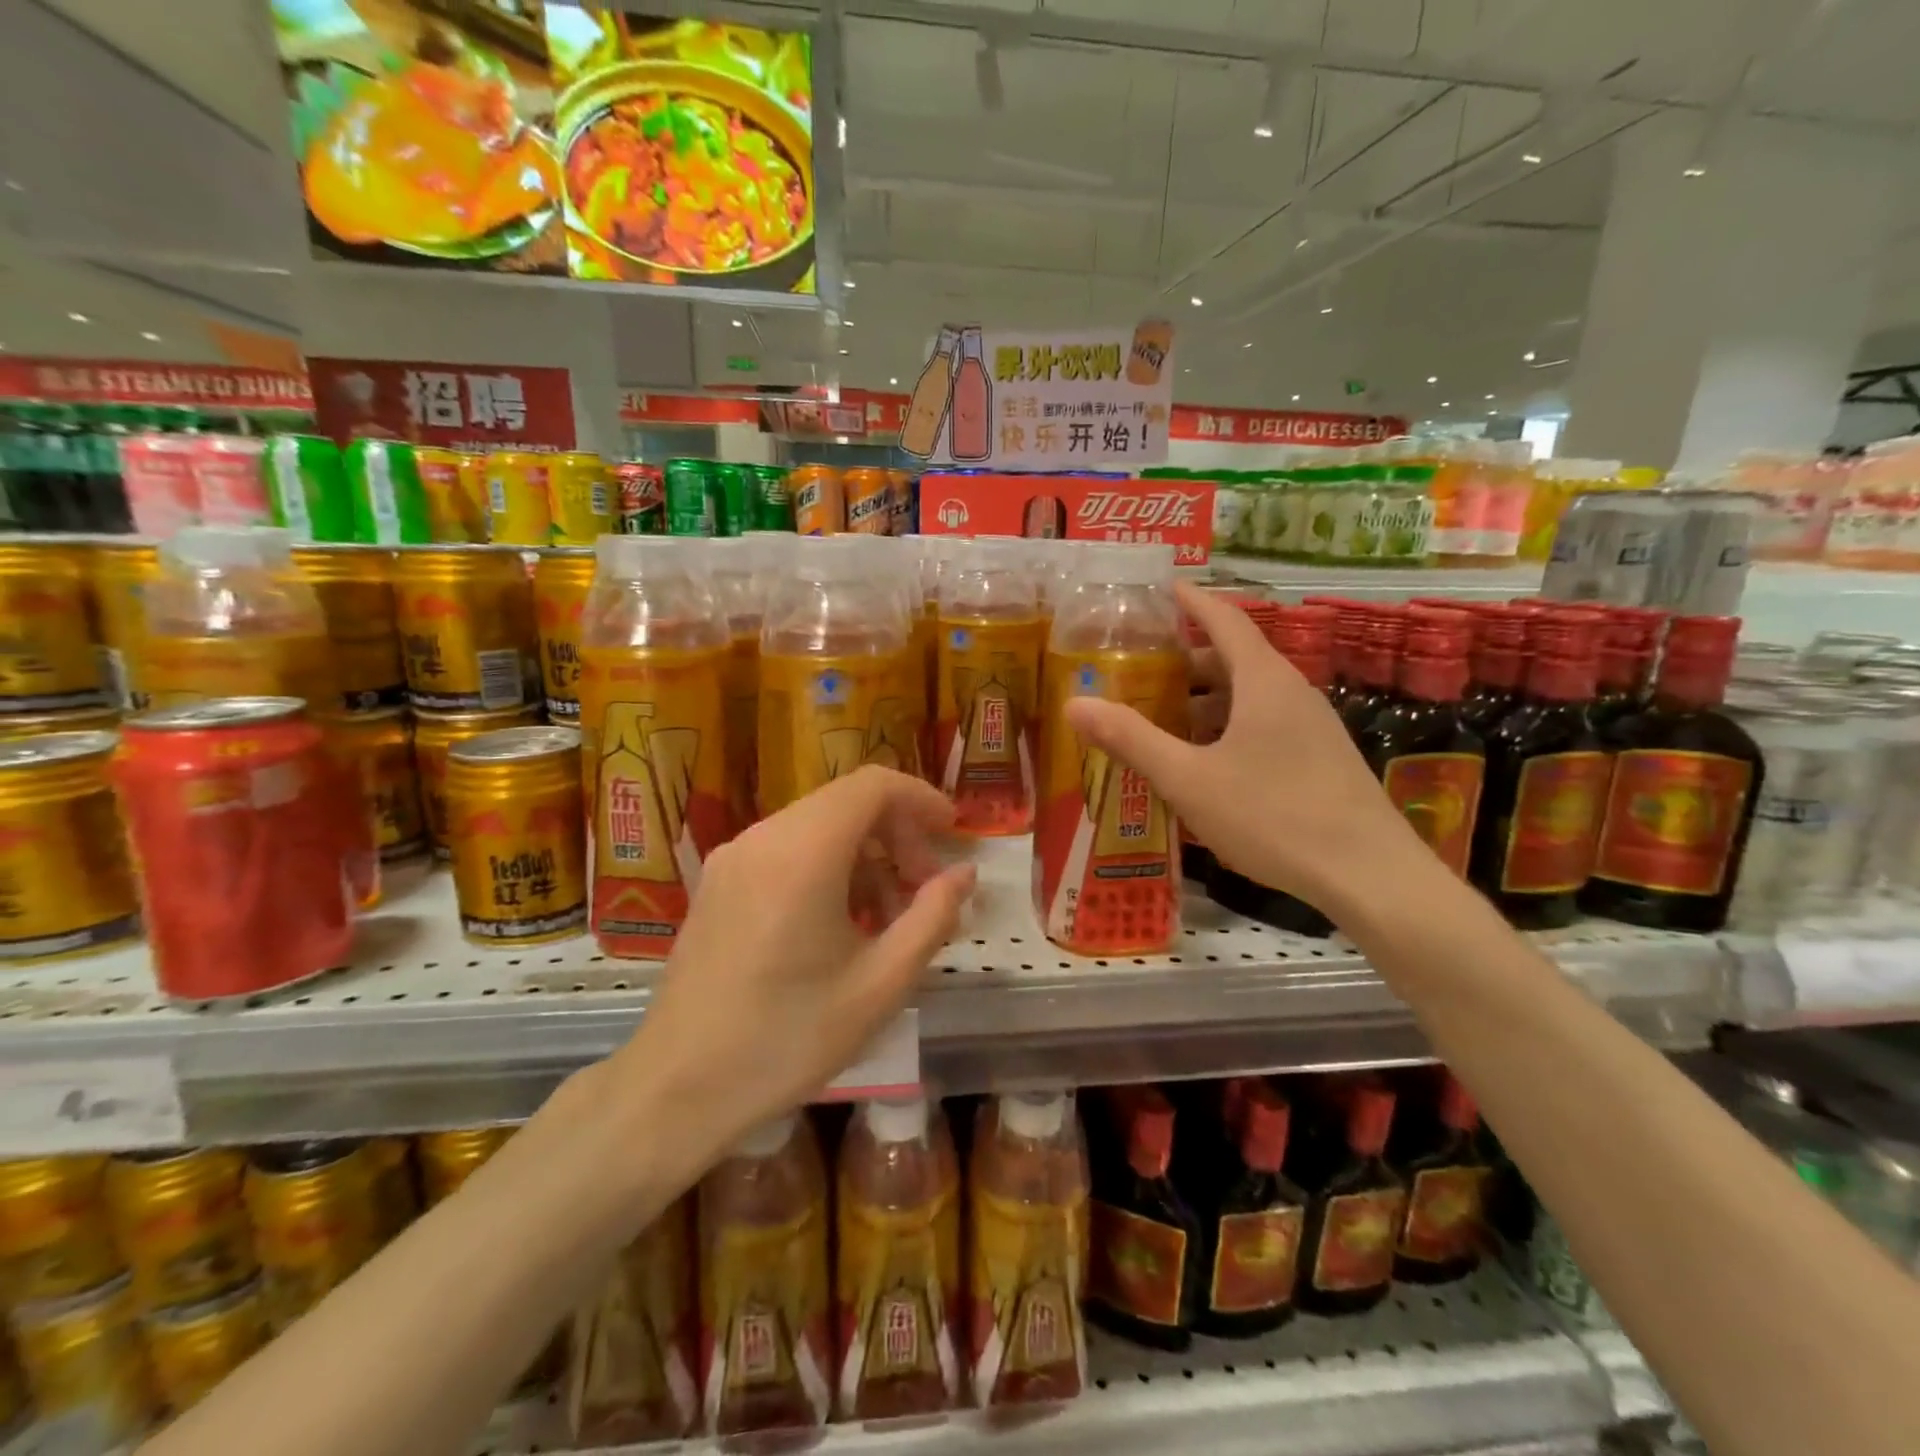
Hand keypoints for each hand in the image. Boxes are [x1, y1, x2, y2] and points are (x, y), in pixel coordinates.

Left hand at [607, 766, 974, 1165]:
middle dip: (897, 836)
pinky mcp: (718, 882)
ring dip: (865, 857)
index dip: (921, 798)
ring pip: (818, 827)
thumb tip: (964, 875)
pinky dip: (828, 868)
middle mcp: (763, 838)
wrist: (676, 1089)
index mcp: (803, 852)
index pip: (873, 786)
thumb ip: (931, 917)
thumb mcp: (880, 984)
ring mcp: (733, 857)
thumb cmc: (787, 1039)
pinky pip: (787, 851)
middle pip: (847, 804)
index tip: (953, 832)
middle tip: (925, 890)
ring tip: (888, 919)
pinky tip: (841, 926)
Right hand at [1065, 581, 1428, 913]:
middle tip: (1139, 669)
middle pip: (1234, 658)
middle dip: (1186, 660)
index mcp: (1263, 680)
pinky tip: (1204, 763)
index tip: (1159, 589)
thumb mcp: (1189, 779)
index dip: (1190, 601)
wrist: (1369, 875)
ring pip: (1249, 696)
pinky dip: (1228, 727)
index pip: (1224, 619)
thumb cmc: (1273, 815)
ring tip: (1161, 718)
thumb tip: (1074, 704)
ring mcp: (1312, 726)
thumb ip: (1132, 739)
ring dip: (1205, 700)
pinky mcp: (1320, 757)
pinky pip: (1265, 724)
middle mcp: (1292, 691)